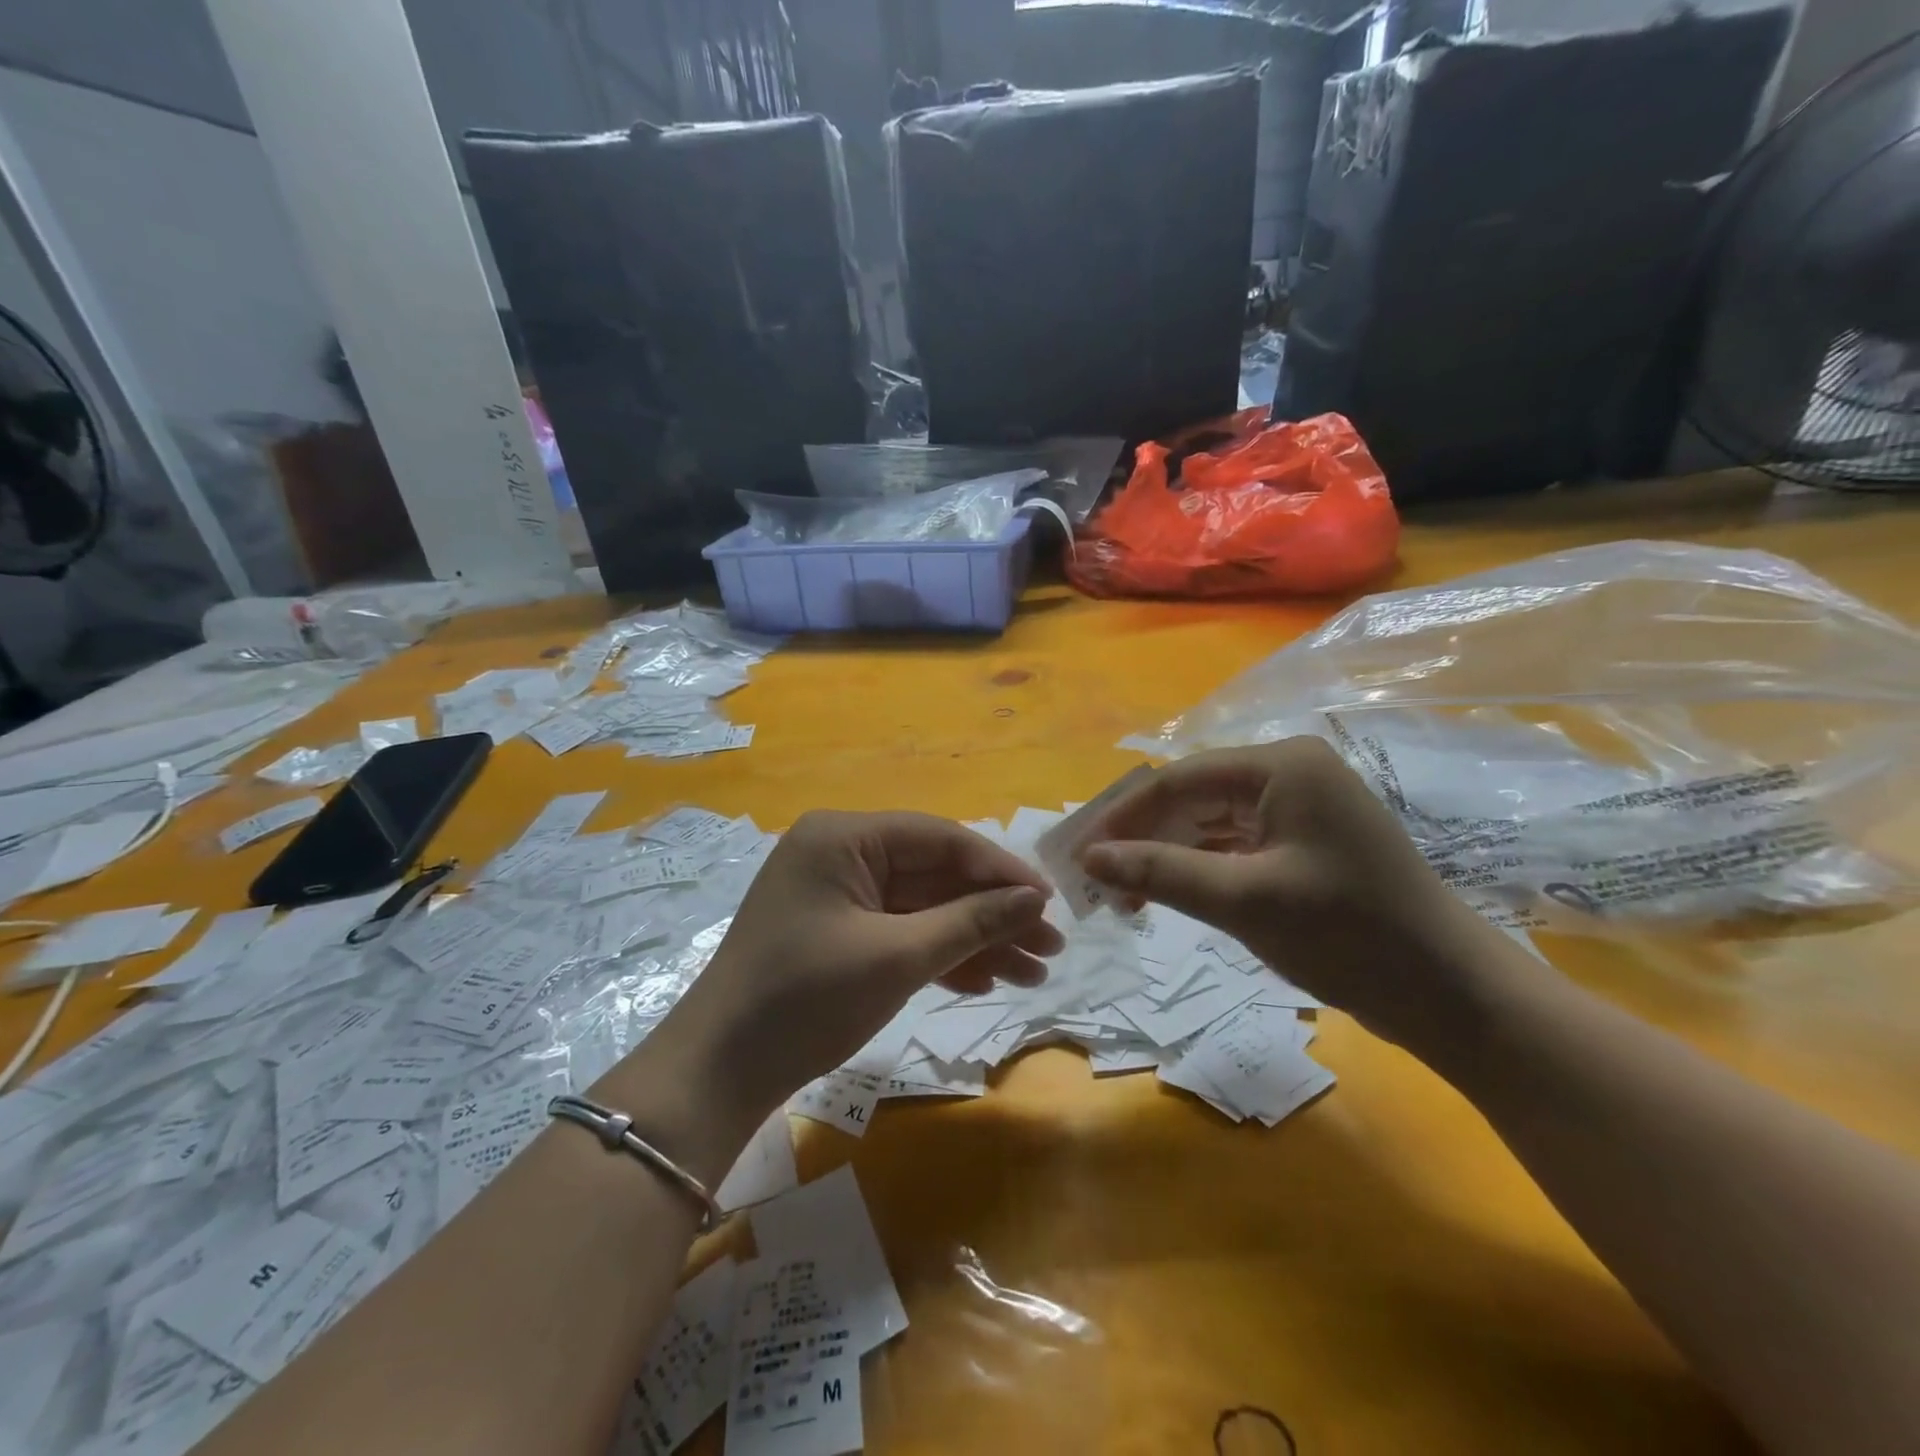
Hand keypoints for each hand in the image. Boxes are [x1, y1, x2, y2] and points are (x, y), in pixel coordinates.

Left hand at [648, 811, 1063, 1131]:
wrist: (719, 1074)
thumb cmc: (806, 999)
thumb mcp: (896, 958)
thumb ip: (970, 922)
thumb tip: (1034, 898)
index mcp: (845, 837)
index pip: (940, 839)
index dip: (999, 869)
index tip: (1049, 901)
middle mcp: (841, 854)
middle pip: (935, 876)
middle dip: (993, 913)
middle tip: (1051, 947)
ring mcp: (838, 896)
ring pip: (923, 909)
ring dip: (975, 940)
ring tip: (1034, 973)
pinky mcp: (838, 934)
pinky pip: (900, 933)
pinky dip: (940, 957)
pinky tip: (985, 981)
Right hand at [1078, 737, 1524, 1055]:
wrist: (1451, 994)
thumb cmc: (1349, 934)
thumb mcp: (1243, 901)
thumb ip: (1160, 873)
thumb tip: (1088, 858)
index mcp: (1281, 765)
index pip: (1178, 779)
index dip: (1123, 816)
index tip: (1079, 853)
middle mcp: (1289, 773)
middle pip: (1192, 798)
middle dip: (1143, 839)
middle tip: (1097, 881)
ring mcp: (1298, 809)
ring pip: (1209, 824)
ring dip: (1166, 858)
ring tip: (1124, 898)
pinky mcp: (1303, 843)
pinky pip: (1234, 846)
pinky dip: (1198, 870)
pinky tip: (1167, 896)